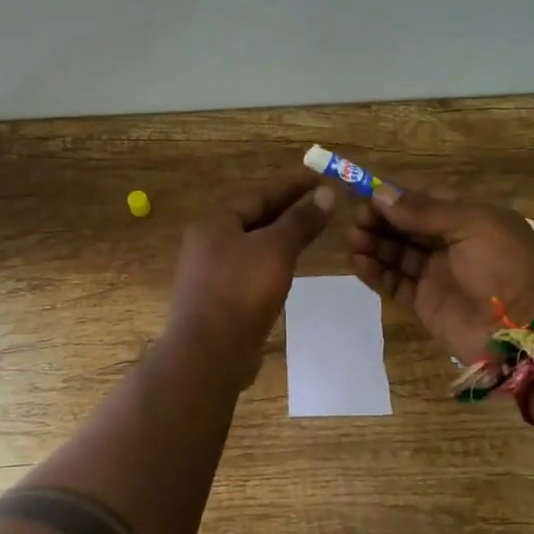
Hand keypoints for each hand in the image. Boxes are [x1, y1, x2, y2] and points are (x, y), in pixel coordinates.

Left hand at [165, 176, 335, 384]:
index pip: (258, 195)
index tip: (321, 180)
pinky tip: (287, 270)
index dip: (291, 187)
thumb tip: (325, 193)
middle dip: (285, 211)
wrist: (208, 353)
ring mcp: (209, 274)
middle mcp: (207, 243)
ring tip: (308, 234)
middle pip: (251, 219)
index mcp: (215, 223)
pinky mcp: (217, 300)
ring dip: (278, 238)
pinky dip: (270, 264)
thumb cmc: (241, 291)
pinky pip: (248, 271)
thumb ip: (300, 221)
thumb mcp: (276, 249)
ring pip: (250, 246)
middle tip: (320, 205)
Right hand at [346, 191, 533, 364]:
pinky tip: (358, 262)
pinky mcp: (424, 302)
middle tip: (356, 219)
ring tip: (353, 239)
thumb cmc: (504, 265)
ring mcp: (436, 274)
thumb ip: (424, 210)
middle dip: (380, 220)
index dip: (396, 197)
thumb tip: (380, 194)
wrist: (524, 329)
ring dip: (374, 243)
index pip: (424, 200)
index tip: (367, 194)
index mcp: (469, 218)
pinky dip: (375, 272)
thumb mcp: (472, 224)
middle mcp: (451, 243)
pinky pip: (394, 282)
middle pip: (406, 226)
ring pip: (396, 253)